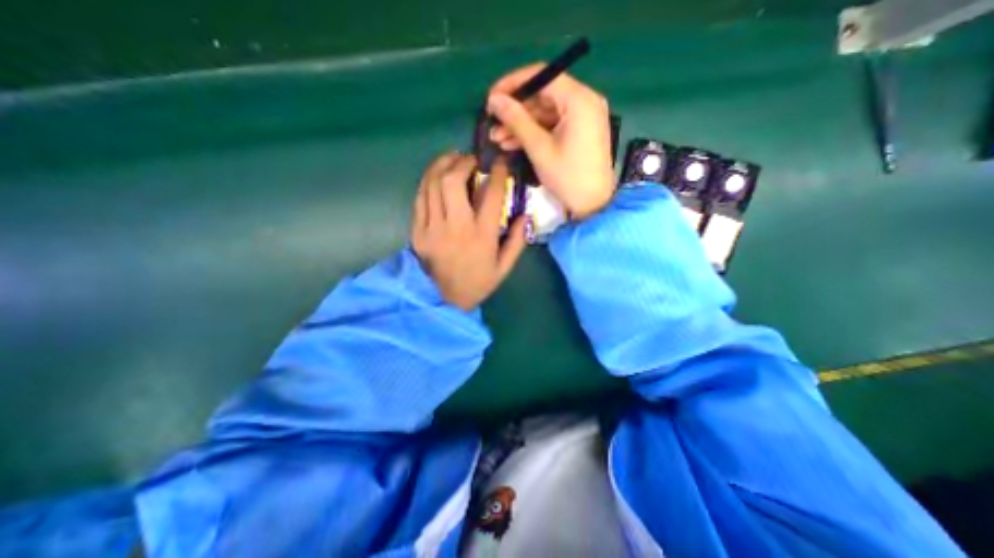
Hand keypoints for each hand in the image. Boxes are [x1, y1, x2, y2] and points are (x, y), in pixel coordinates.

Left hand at [409, 152, 525, 309]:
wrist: (443, 300)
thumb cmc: (477, 283)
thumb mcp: (504, 268)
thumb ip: (517, 242)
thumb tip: (525, 215)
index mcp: (482, 236)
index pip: (492, 194)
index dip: (498, 173)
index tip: (500, 162)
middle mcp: (457, 227)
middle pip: (454, 181)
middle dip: (463, 162)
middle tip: (471, 159)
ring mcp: (433, 227)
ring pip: (433, 184)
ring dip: (443, 164)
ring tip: (452, 158)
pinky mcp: (418, 231)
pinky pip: (420, 197)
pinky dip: (428, 180)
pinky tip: (436, 175)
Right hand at [488, 66, 619, 218]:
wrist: (593, 205)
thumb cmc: (568, 177)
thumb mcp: (539, 148)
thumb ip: (516, 120)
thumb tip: (494, 99)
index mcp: (579, 99)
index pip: (542, 75)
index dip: (513, 84)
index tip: (491, 97)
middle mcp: (584, 101)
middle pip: (543, 95)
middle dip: (515, 110)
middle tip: (492, 123)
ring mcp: (583, 117)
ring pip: (545, 113)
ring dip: (521, 125)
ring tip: (497, 138)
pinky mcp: (579, 132)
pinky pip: (553, 125)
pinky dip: (534, 133)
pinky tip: (512, 143)